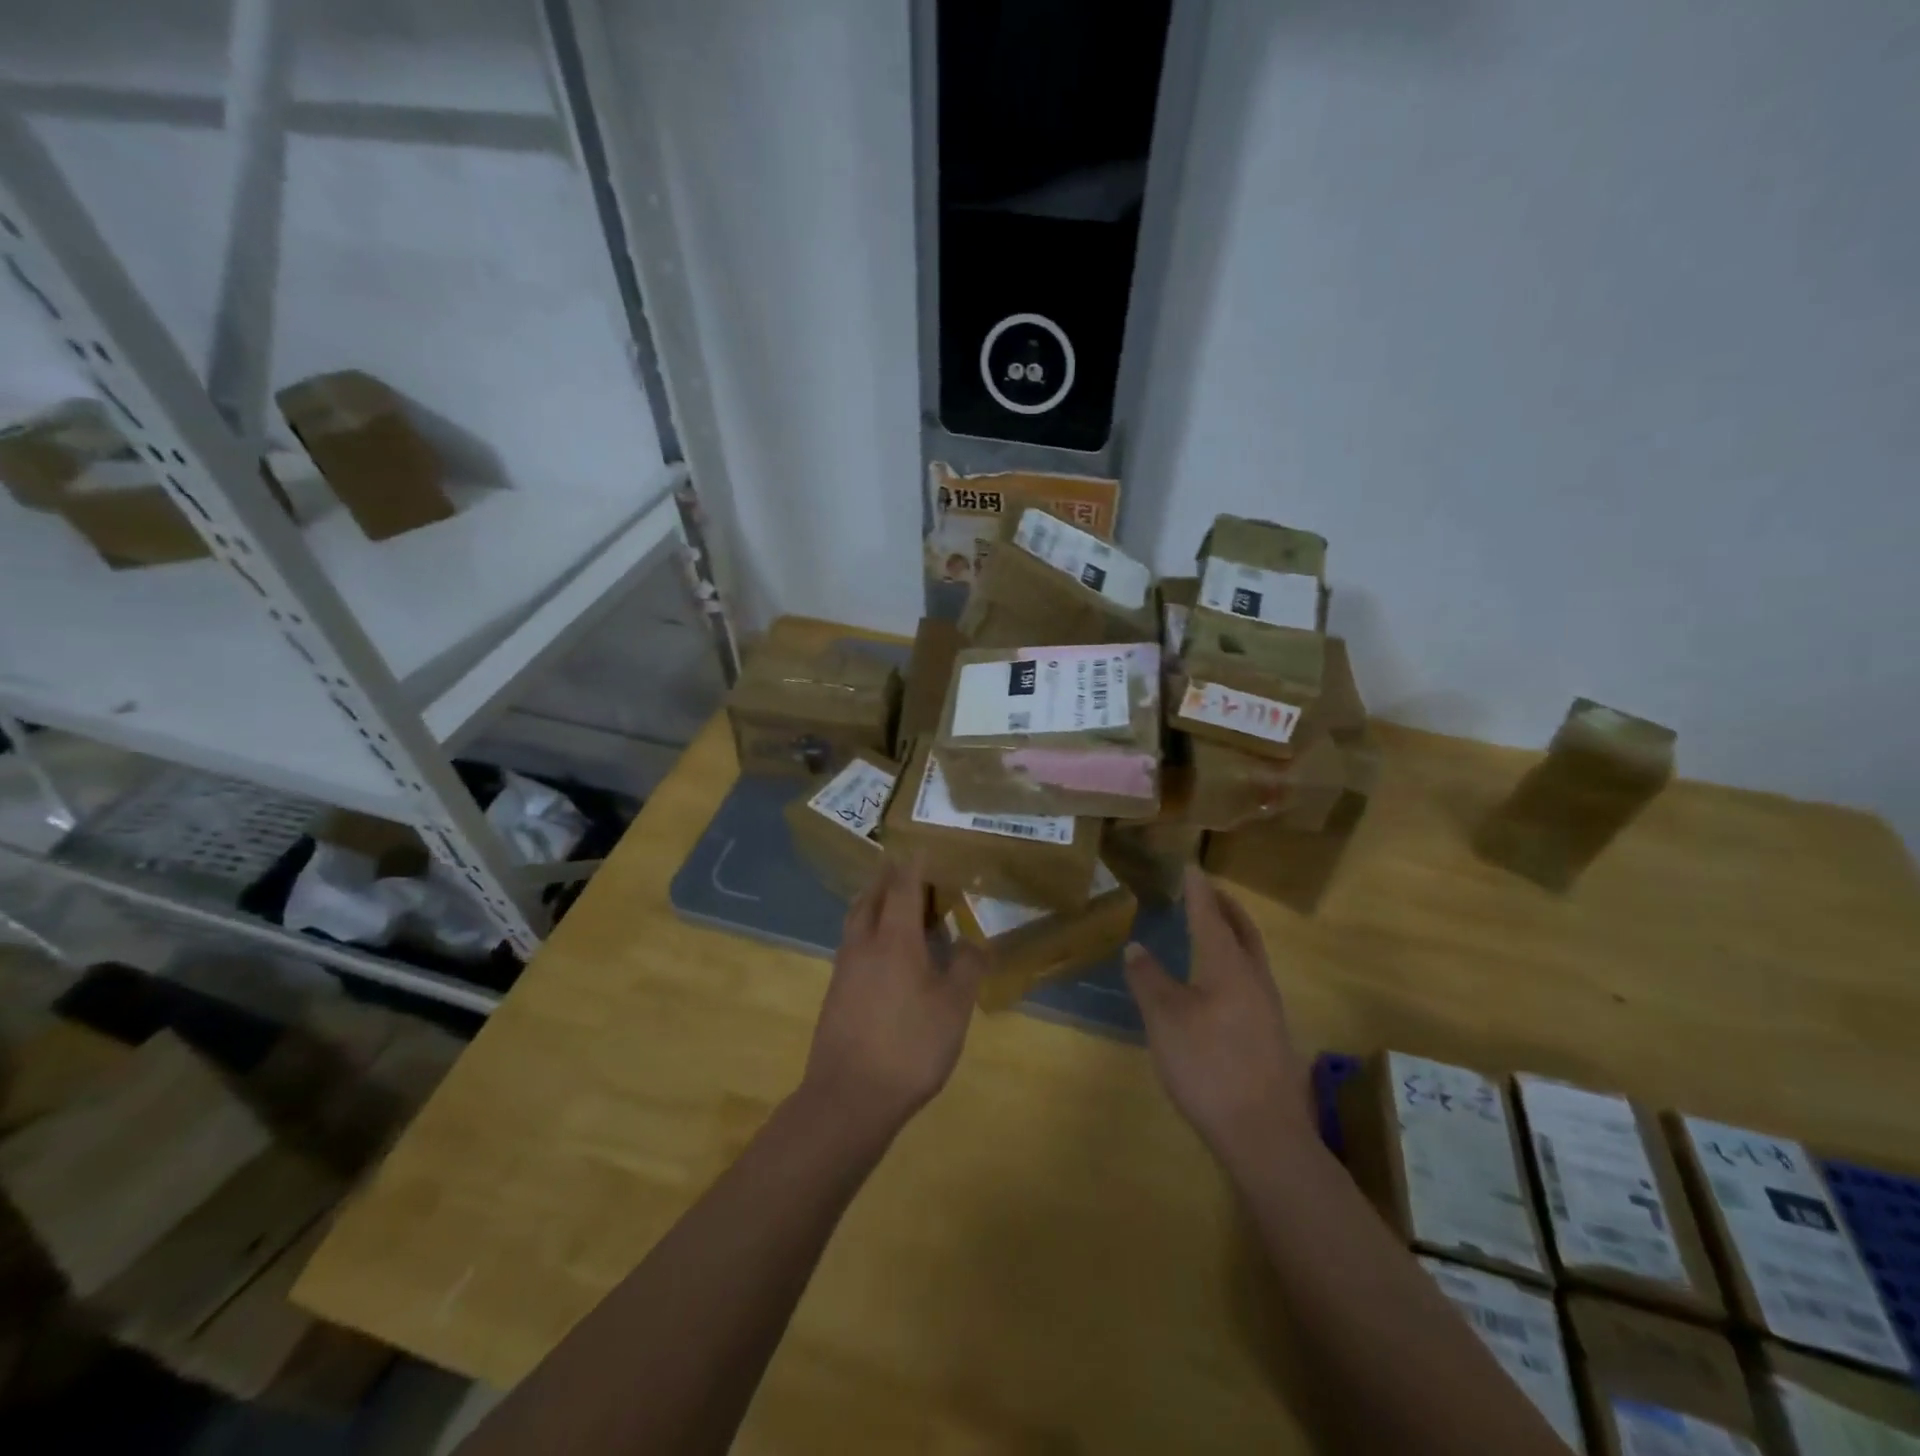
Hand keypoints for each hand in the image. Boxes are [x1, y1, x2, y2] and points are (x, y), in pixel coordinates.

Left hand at [801, 857, 986, 1139]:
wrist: (848, 1098)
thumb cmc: (909, 1046)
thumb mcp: (953, 1008)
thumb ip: (967, 967)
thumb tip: (974, 940)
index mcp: (894, 938)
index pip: (902, 886)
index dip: (914, 865)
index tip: (922, 847)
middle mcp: (864, 943)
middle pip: (872, 896)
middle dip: (889, 878)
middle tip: (911, 872)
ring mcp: (845, 967)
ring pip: (857, 919)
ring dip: (875, 902)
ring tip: (896, 904)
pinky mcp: (836, 992)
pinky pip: (853, 943)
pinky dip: (869, 930)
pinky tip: (885, 952)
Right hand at [1124, 865, 1313, 1169]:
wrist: (1264, 1135)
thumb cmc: (1209, 1066)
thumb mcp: (1164, 1019)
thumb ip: (1149, 979)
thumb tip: (1137, 947)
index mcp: (1228, 965)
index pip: (1210, 914)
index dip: (1198, 889)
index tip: (1191, 866)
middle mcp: (1254, 977)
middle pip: (1242, 929)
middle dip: (1224, 905)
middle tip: (1205, 890)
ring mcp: (1268, 1007)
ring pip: (1251, 954)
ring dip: (1232, 932)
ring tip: (1211, 927)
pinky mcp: (1270, 1033)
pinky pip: (1251, 977)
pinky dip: (1234, 959)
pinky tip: (1218, 981)